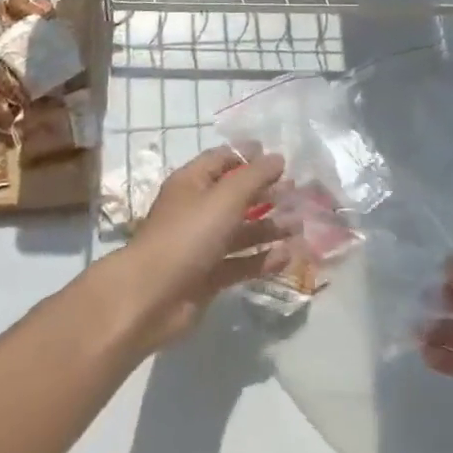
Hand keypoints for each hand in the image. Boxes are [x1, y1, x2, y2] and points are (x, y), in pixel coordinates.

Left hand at [114, 146, 289, 351]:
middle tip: (297, 193)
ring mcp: (202, 245)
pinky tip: (288, 256)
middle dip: (265, 193)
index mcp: (191, 183)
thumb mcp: (224, 198)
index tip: (280, 159)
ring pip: (241, 231)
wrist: (152, 296)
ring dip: (269, 227)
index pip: (221, 160)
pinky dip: (262, 259)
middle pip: (234, 196)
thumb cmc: (187, 235)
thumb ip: (254, 176)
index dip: (248, 156)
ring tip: (300, 226)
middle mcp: (196, 210)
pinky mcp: (209, 276)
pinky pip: (241, 262)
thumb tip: (278, 157)